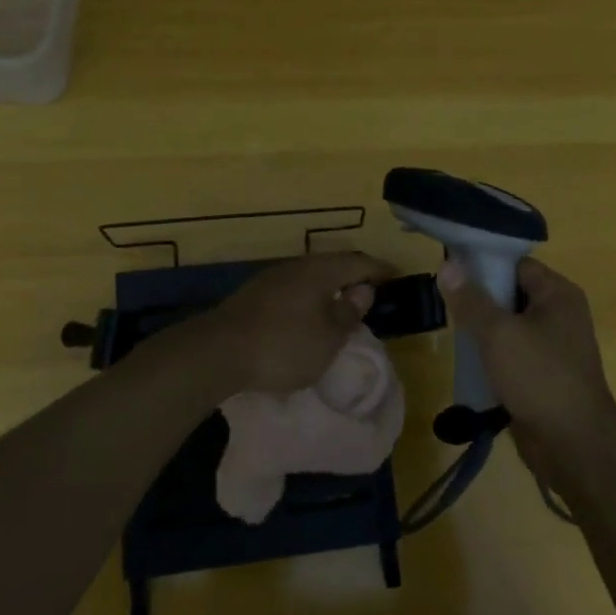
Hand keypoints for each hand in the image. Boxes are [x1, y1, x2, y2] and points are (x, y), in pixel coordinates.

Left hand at [184, 251, 395, 395]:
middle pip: (333, 265)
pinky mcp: (254, 296)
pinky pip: (294, 289)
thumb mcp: (327, 338)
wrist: (217, 352)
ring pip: (311, 276)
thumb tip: (364, 290)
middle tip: (374, 290)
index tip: (398, 276)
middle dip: (355, 276)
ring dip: (331, 287)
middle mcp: (297, 267)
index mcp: (320, 271)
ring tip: (344, 304)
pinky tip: (310, 315)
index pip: (359, 262)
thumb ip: (348, 312)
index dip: (380, 269)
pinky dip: (310, 298)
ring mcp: (272, 279)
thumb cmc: (283, 345)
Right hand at [436, 256, 615, 452]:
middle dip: (479, 299)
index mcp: (558, 294)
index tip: (449, 272)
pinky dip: (492, 355)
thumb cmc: (539, 377)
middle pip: (511, 293)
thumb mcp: (498, 333)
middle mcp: (560, 314)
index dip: (483, 264)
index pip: (515, 264)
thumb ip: (470, 299)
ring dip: (483, 330)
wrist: (573, 444)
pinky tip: (468, 362)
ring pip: (509, 326)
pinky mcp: (544, 374)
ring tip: (452, 331)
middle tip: (445, 303)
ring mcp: (554, 346)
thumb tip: (447, 266)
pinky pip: (513, 353)